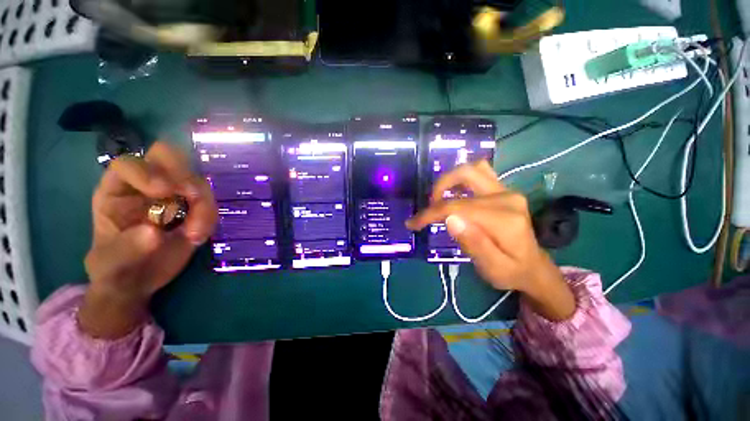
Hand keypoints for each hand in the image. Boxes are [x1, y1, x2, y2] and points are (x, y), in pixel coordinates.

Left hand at [79, 142, 217, 337]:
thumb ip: (126, 248)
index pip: (130, 164)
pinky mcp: (195, 207)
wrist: (140, 279)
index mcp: (117, 190)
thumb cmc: (116, 268)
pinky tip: (198, 237)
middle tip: (192, 197)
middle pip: (168, 157)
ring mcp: (174, 194)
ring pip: (197, 181)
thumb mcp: (109, 264)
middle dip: (183, 174)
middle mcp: (147, 185)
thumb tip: (155, 233)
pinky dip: (210, 217)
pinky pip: (210, 203)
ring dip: (203, 205)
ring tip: (196, 234)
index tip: (164, 192)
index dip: (147, 171)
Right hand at [406, 160, 574, 320]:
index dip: (431, 213)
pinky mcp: (503, 190)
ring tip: (438, 200)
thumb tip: (450, 219)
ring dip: (449, 181)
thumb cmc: (511, 271)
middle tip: (429, 208)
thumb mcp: (492, 268)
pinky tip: (454, 194)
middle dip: (439, 189)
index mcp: (504, 219)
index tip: (413, 223)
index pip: (458, 206)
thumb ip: (473, 244)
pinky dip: (461, 180)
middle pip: (465, 175)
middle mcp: (507, 197)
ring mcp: (507, 190)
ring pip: (473, 169)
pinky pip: (480, 173)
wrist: (533, 266)